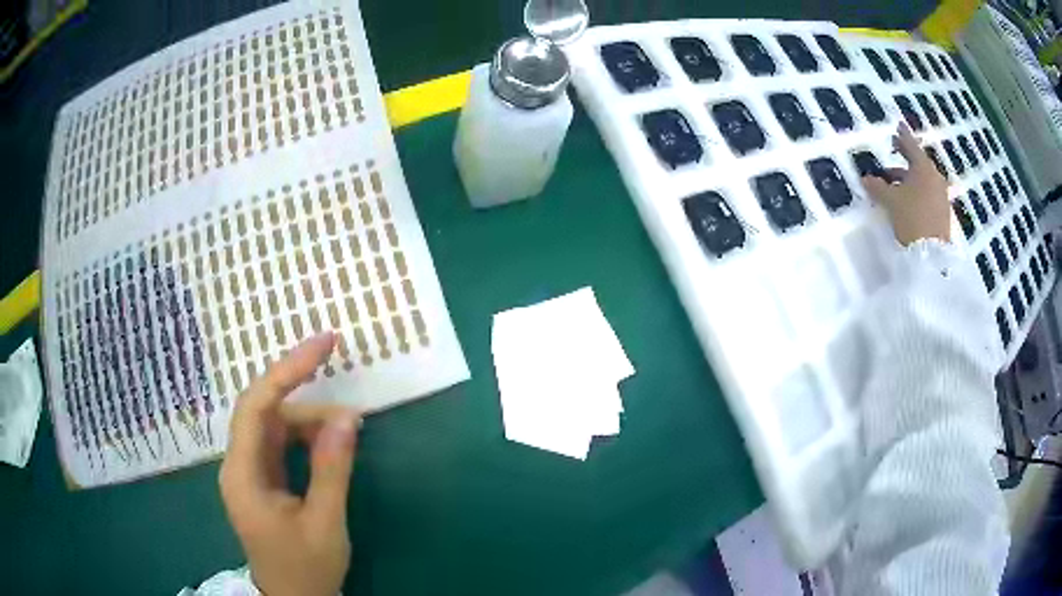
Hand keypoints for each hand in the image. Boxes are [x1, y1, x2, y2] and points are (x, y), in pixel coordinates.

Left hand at [219, 332, 360, 595]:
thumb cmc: (306, 569)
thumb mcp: (325, 523)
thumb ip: (333, 469)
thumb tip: (348, 417)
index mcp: (243, 475)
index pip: (256, 405)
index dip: (288, 370)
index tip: (324, 345)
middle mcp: (239, 465)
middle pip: (265, 412)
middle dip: (304, 396)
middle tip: (349, 403)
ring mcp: (250, 472)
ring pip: (275, 426)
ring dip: (310, 422)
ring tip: (349, 431)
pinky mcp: (263, 479)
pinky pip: (281, 443)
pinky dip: (307, 437)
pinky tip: (331, 442)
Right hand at [861, 122, 951, 245]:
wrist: (931, 255)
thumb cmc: (911, 218)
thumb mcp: (891, 201)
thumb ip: (878, 187)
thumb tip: (866, 178)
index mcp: (923, 169)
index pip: (911, 146)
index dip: (903, 136)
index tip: (898, 126)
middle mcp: (935, 178)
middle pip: (918, 163)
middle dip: (905, 157)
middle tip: (895, 149)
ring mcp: (940, 196)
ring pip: (923, 180)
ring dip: (909, 177)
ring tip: (895, 181)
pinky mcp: (942, 212)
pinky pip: (928, 193)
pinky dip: (917, 191)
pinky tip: (908, 198)